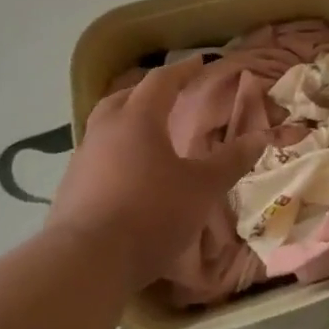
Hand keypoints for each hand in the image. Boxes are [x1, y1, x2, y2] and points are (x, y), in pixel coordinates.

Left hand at [50, 57, 264, 290]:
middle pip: (124, 98)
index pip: (161, 81)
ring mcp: (81, 161)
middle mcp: (105, 131)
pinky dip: (113, 156)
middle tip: (166, 95)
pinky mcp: (68, 192)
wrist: (83, 265)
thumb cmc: (150, 214)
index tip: (199, 63)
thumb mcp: (202, 188)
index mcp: (138, 119)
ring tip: (146, 136)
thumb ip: (230, 161)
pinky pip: (95, 159)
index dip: (182, 71)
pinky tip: (125, 176)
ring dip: (125, 124)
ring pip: (104, 128)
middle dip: (146, 92)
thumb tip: (260, 136)